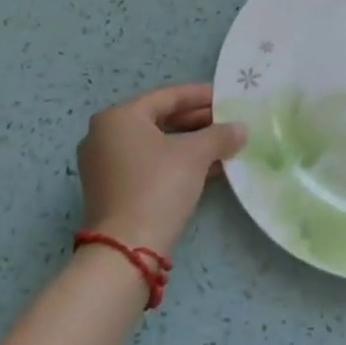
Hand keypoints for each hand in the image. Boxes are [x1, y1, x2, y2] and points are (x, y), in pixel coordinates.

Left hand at [76, 83, 246, 255]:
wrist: (126, 250)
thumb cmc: (158, 186)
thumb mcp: (195, 154)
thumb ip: (220, 135)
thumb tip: (241, 128)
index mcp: (119, 117)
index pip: (167, 96)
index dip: (200, 95)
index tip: (227, 97)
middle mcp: (104, 135)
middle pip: (159, 118)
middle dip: (196, 120)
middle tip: (227, 122)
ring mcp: (104, 165)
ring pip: (155, 143)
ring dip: (189, 143)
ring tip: (222, 145)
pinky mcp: (110, 190)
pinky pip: (148, 164)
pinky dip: (175, 162)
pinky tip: (206, 168)